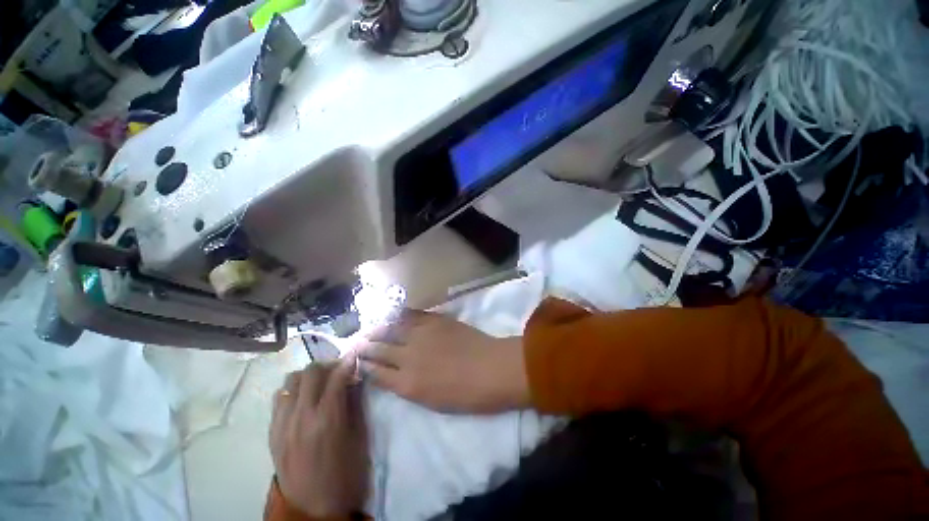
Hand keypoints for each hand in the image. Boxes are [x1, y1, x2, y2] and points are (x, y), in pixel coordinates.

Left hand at [270, 358, 367, 517]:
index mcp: (327, 418)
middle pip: (310, 372)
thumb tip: (354, 379)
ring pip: (290, 380)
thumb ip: (355, 403)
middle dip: (327, 365)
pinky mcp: (272, 432)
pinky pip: (278, 398)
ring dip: (308, 376)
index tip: (355, 357)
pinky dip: (292, 391)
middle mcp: (301, 415)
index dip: (348, 362)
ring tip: (319, 383)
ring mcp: (282, 423)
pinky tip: (303, 400)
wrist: (313, 507)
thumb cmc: (344, 472)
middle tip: (338, 370)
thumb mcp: (358, 436)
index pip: (336, 376)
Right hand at [356, 310, 530, 412]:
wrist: (492, 369)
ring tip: (369, 328)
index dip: (364, 365)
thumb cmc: (467, 395)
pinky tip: (392, 314)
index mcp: (407, 384)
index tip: (356, 360)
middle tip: (356, 342)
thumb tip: (395, 375)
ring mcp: (421, 335)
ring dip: (378, 329)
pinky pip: (411, 315)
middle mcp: (408, 357)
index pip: (376, 372)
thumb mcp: (432, 401)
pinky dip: (399, 315)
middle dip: (365, 346)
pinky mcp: (434, 320)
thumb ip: (409, 386)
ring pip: (391, 329)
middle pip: (379, 349)